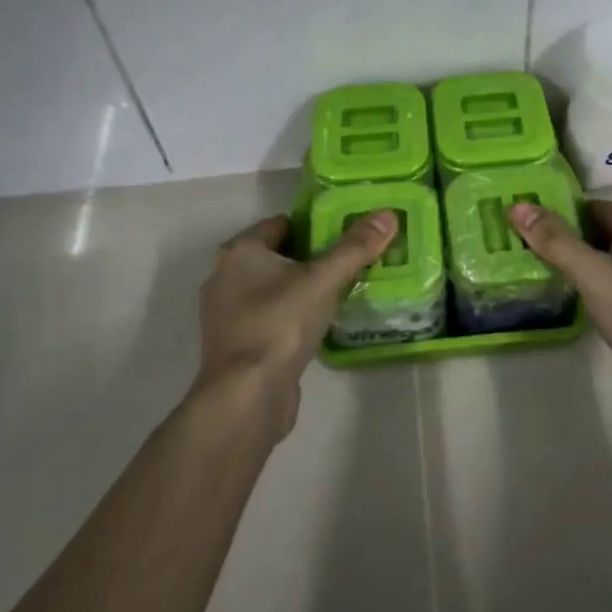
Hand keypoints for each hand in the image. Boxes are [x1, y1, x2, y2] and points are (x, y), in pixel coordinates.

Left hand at [195, 211, 396, 440]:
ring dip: (300, 289)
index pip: (281, 224)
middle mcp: (224, 276)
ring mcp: (226, 314)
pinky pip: (268, 317)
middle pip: (277, 255)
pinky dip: (290, 316)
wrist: (246, 396)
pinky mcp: (234, 345)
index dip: (314, 226)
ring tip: (338, 293)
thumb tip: (387, 215)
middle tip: (348, 263)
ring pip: (271, 288)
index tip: (346, 236)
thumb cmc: (280, 324)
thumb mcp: (324, 280)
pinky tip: (317, 325)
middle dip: (310, 258)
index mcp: (239, 251)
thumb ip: (355, 247)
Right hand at [508, 200, 611, 421]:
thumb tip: (518, 207)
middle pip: (598, 231)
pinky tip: (570, 297)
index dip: (558, 210)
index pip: (591, 206)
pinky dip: (592, 285)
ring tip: (536, 269)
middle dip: (563, 238)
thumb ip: (555, 240)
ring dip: (577, 263)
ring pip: (605, 260)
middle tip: (522, 245)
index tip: (524, 220)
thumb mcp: (591, 272)